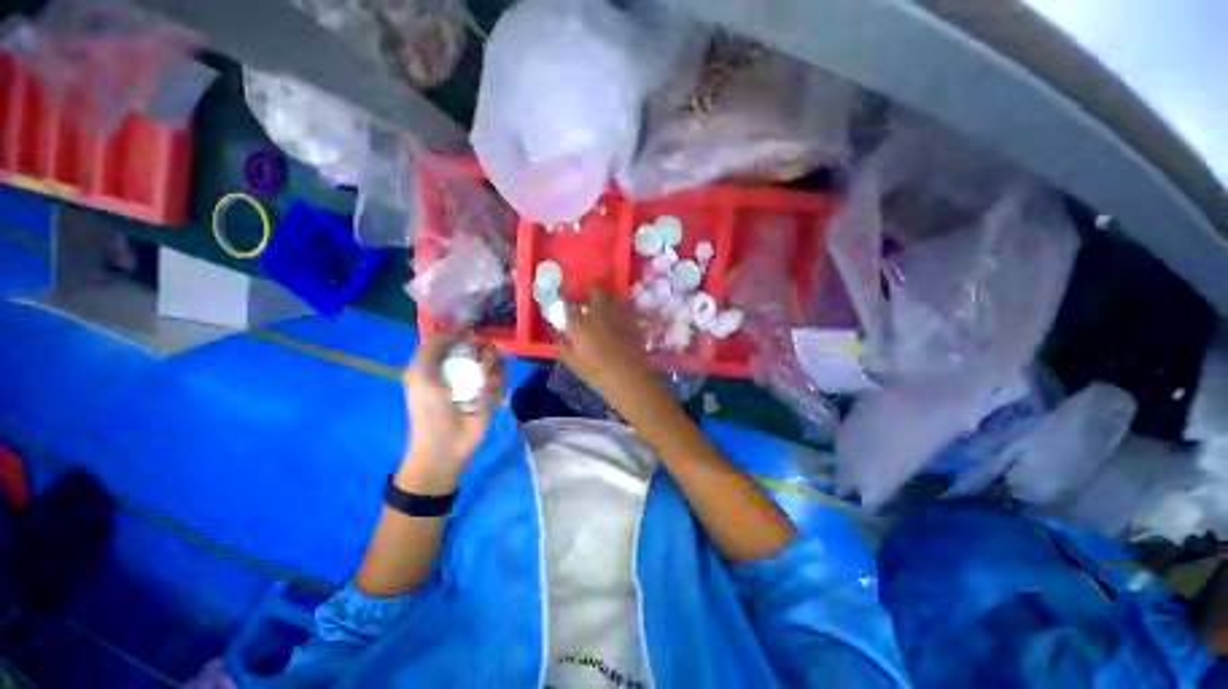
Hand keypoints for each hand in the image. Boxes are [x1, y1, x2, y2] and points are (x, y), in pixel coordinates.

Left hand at [401, 331, 504, 492]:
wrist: (447, 444)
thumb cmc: (429, 410)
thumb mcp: (418, 374)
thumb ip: (431, 346)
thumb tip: (459, 328)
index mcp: (443, 361)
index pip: (459, 337)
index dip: (466, 333)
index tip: (471, 334)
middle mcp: (463, 367)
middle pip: (482, 345)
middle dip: (483, 351)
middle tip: (478, 365)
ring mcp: (481, 380)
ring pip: (497, 359)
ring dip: (492, 368)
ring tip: (483, 383)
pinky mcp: (495, 393)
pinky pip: (504, 377)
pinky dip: (498, 383)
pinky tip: (488, 396)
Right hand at [556, 283, 658, 405]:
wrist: (628, 378)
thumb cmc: (597, 373)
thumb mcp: (575, 364)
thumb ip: (564, 349)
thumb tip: (558, 341)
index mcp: (580, 323)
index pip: (569, 306)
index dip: (568, 305)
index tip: (568, 306)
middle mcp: (598, 313)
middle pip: (595, 289)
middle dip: (591, 287)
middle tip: (589, 290)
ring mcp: (618, 314)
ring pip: (612, 297)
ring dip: (607, 298)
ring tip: (605, 304)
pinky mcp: (633, 321)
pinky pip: (627, 309)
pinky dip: (623, 310)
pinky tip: (621, 317)